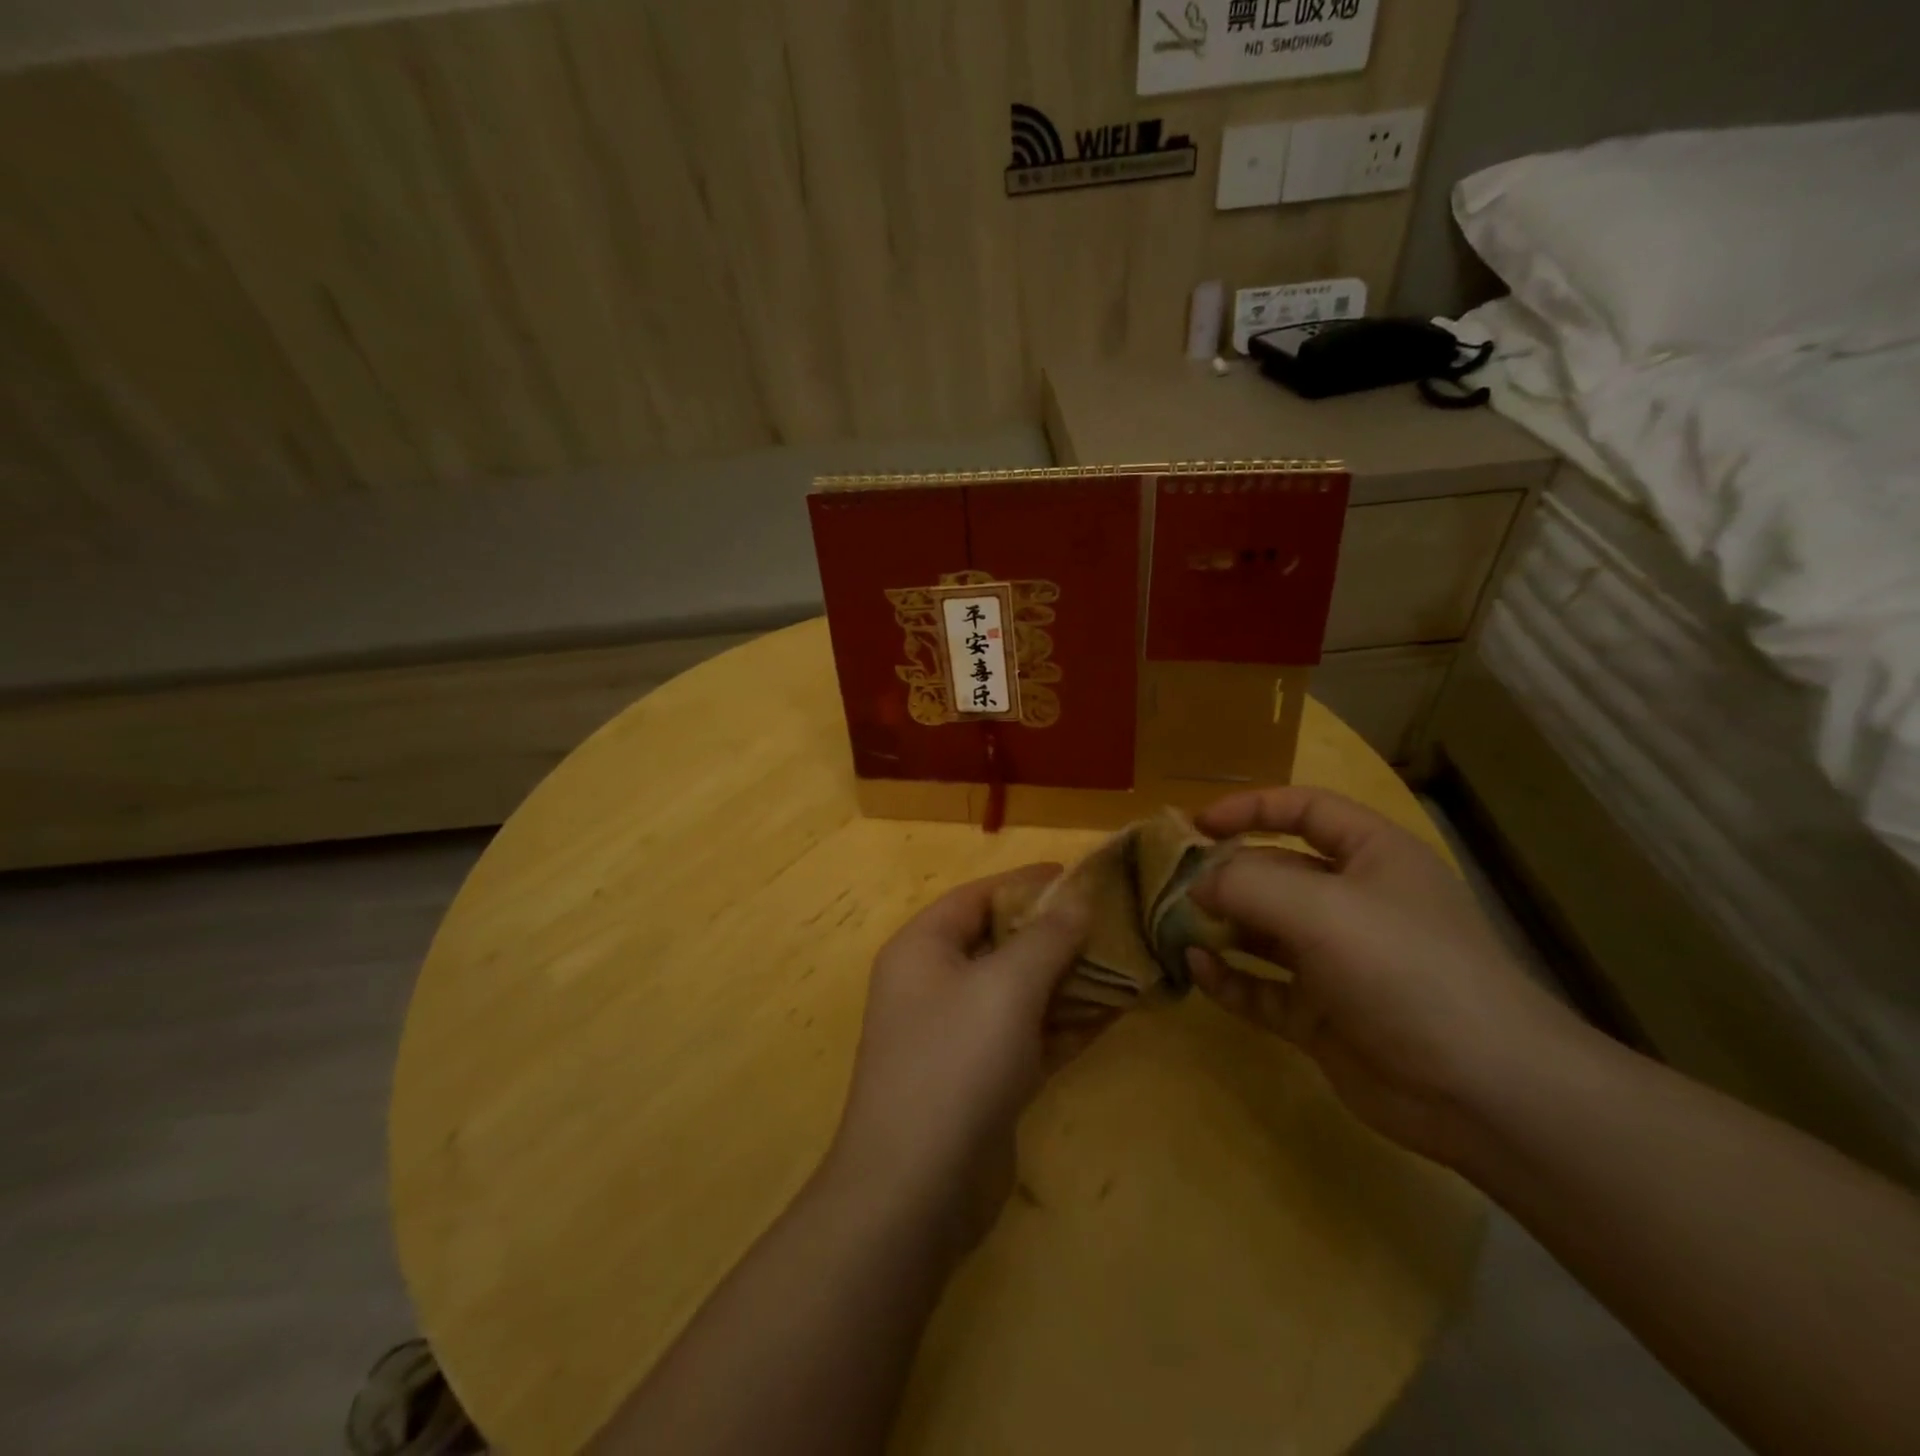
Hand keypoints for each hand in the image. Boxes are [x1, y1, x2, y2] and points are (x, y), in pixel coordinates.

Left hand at [826, 866, 1091, 1256]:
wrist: (915, 1192)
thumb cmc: (955, 1063)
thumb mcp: (1005, 987)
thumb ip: (1046, 938)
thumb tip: (1078, 897)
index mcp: (924, 948)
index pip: (980, 896)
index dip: (1029, 883)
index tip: (1082, 875)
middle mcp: (937, 983)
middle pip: (1003, 942)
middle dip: (1058, 931)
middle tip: (1117, 919)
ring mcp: (961, 1034)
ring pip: (1022, 990)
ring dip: (1072, 977)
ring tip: (1131, 958)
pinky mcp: (985, 1078)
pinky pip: (1032, 1033)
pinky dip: (1070, 1021)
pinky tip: (1119, 1009)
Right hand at [1187, 787, 1587, 1167]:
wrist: (1482, 1091)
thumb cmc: (1405, 969)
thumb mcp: (1320, 908)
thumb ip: (1246, 884)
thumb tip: (1196, 884)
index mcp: (1372, 857)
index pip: (1306, 810)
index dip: (1251, 808)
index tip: (1198, 825)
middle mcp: (1354, 902)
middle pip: (1276, 871)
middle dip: (1223, 875)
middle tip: (1168, 884)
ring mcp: (1338, 962)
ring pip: (1264, 932)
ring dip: (1219, 927)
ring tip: (1170, 925)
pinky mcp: (1323, 1015)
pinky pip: (1264, 987)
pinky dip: (1230, 978)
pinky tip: (1197, 970)